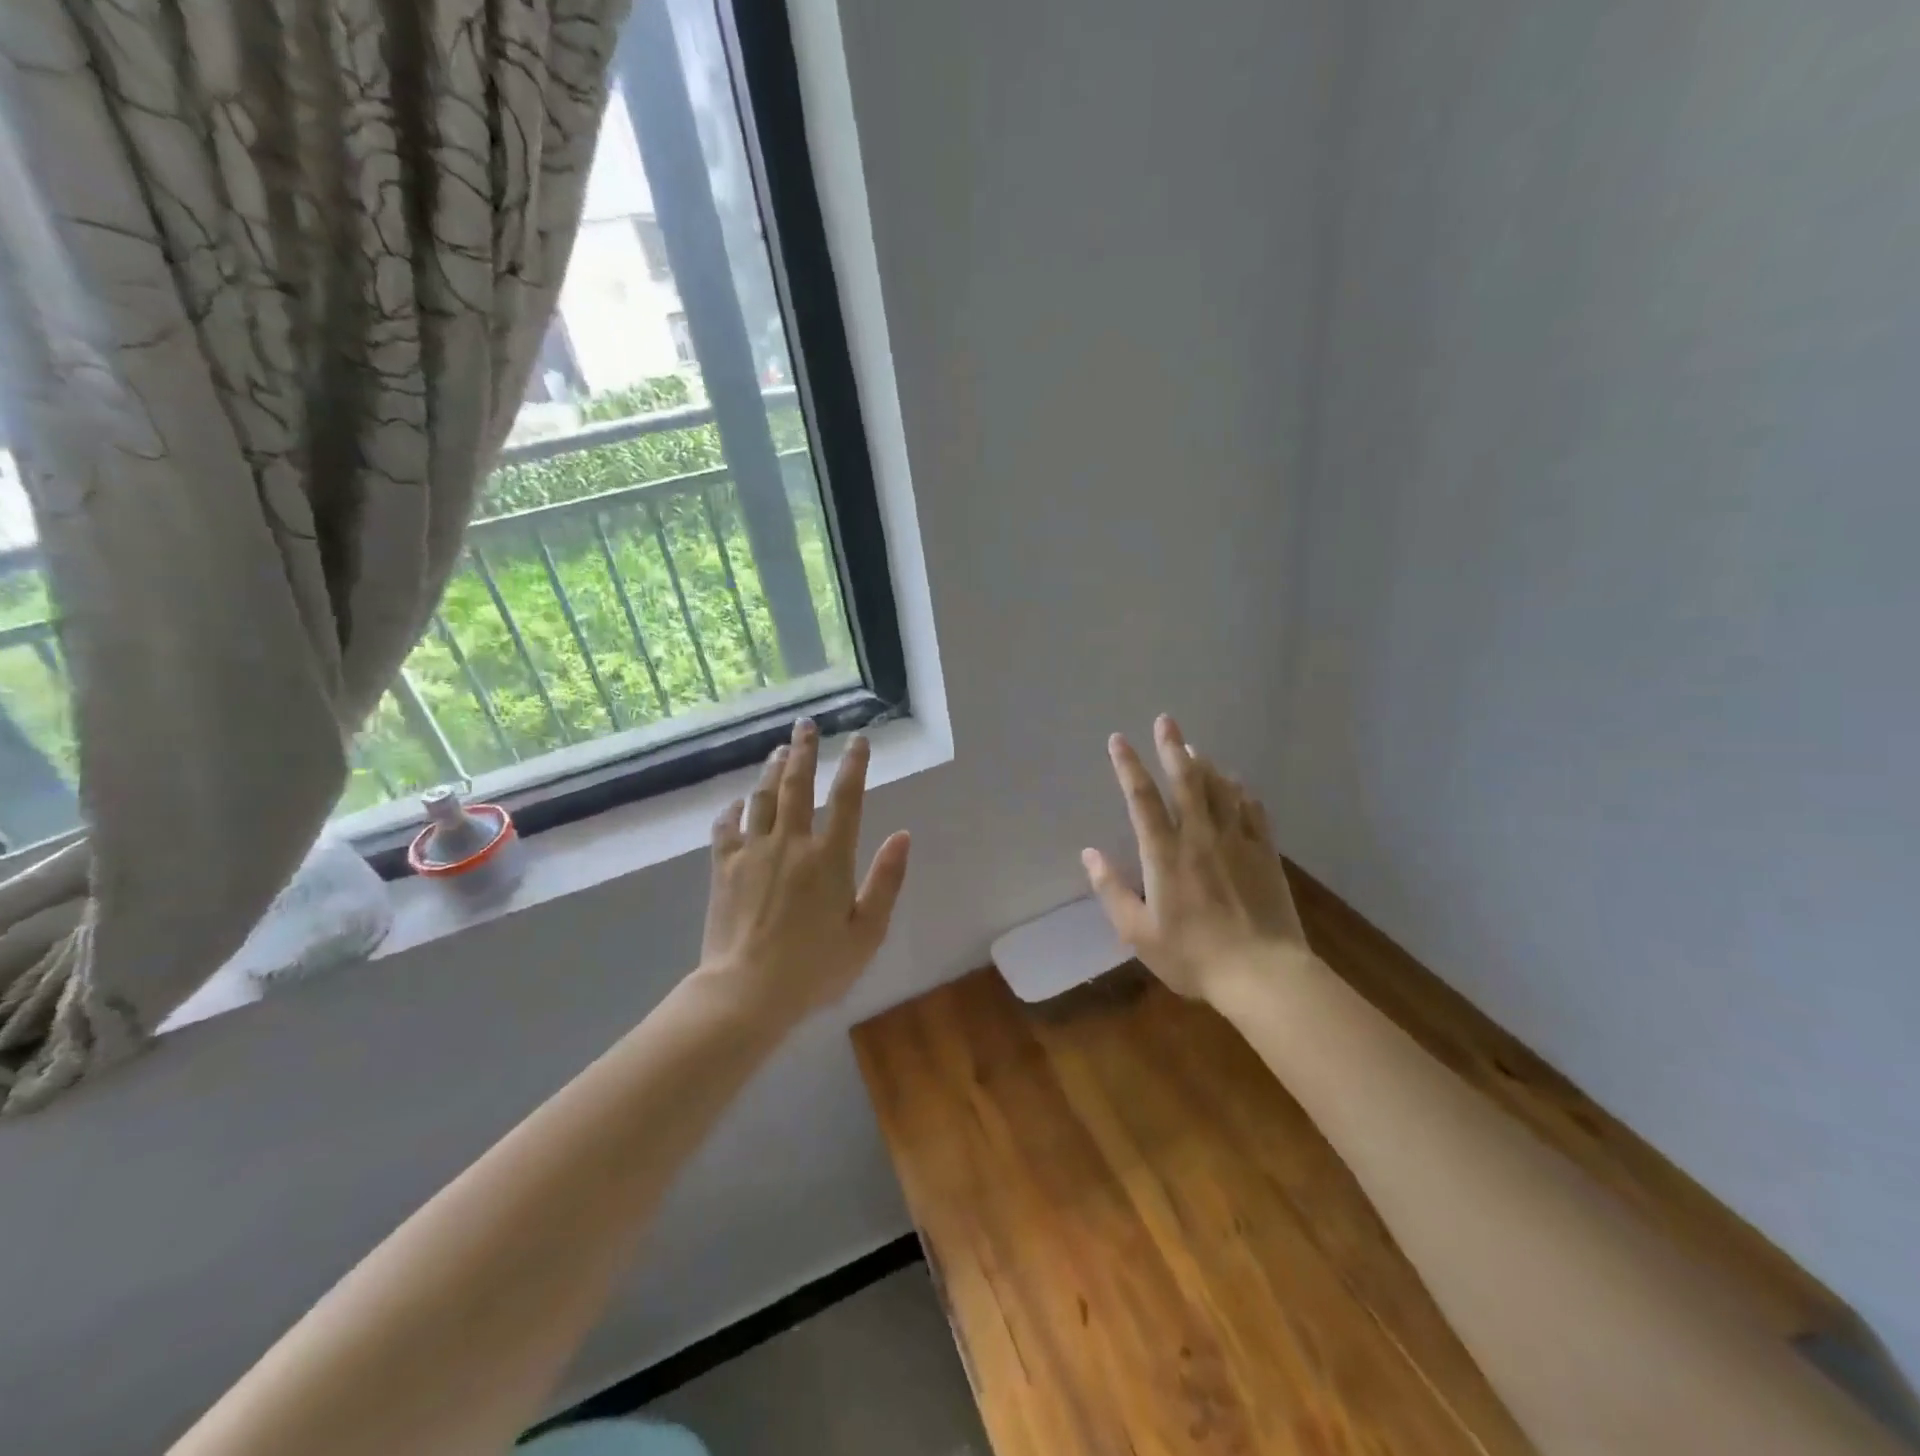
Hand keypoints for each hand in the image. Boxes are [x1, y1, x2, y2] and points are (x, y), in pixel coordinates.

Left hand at [698, 718, 911, 1024]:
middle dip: (805, 750)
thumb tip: (902, 835)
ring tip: (779, 751)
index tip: (859, 740)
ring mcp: (754, 852)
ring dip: (772, 770)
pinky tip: (736, 803)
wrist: (747, 991)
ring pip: (763, 798)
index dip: (855, 765)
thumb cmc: (815, 967)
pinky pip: (726, 828)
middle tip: (806, 724)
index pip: (848, 798)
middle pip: (798, 784)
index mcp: (830, 857)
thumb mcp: (867, 931)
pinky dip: (732, 811)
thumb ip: (886, 880)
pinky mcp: (723, 868)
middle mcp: (792, 843)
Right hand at [1083, 714, 1308, 1004]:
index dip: (1128, 765)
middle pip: (1186, 780)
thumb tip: (1088, 854)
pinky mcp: (1264, 853)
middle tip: (1165, 720)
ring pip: (1220, 789)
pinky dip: (1240, 791)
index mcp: (1165, 854)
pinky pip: (1252, 810)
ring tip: (1194, 748)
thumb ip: (1111, 890)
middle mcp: (1200, 836)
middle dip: (1172, 747)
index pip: (1142, 798)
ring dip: (1205, 764)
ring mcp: (1237, 841)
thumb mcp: (1138, 932)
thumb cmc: (1193, 955)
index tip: (1118, 739)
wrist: (1263, 973)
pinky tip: (1236, 785)